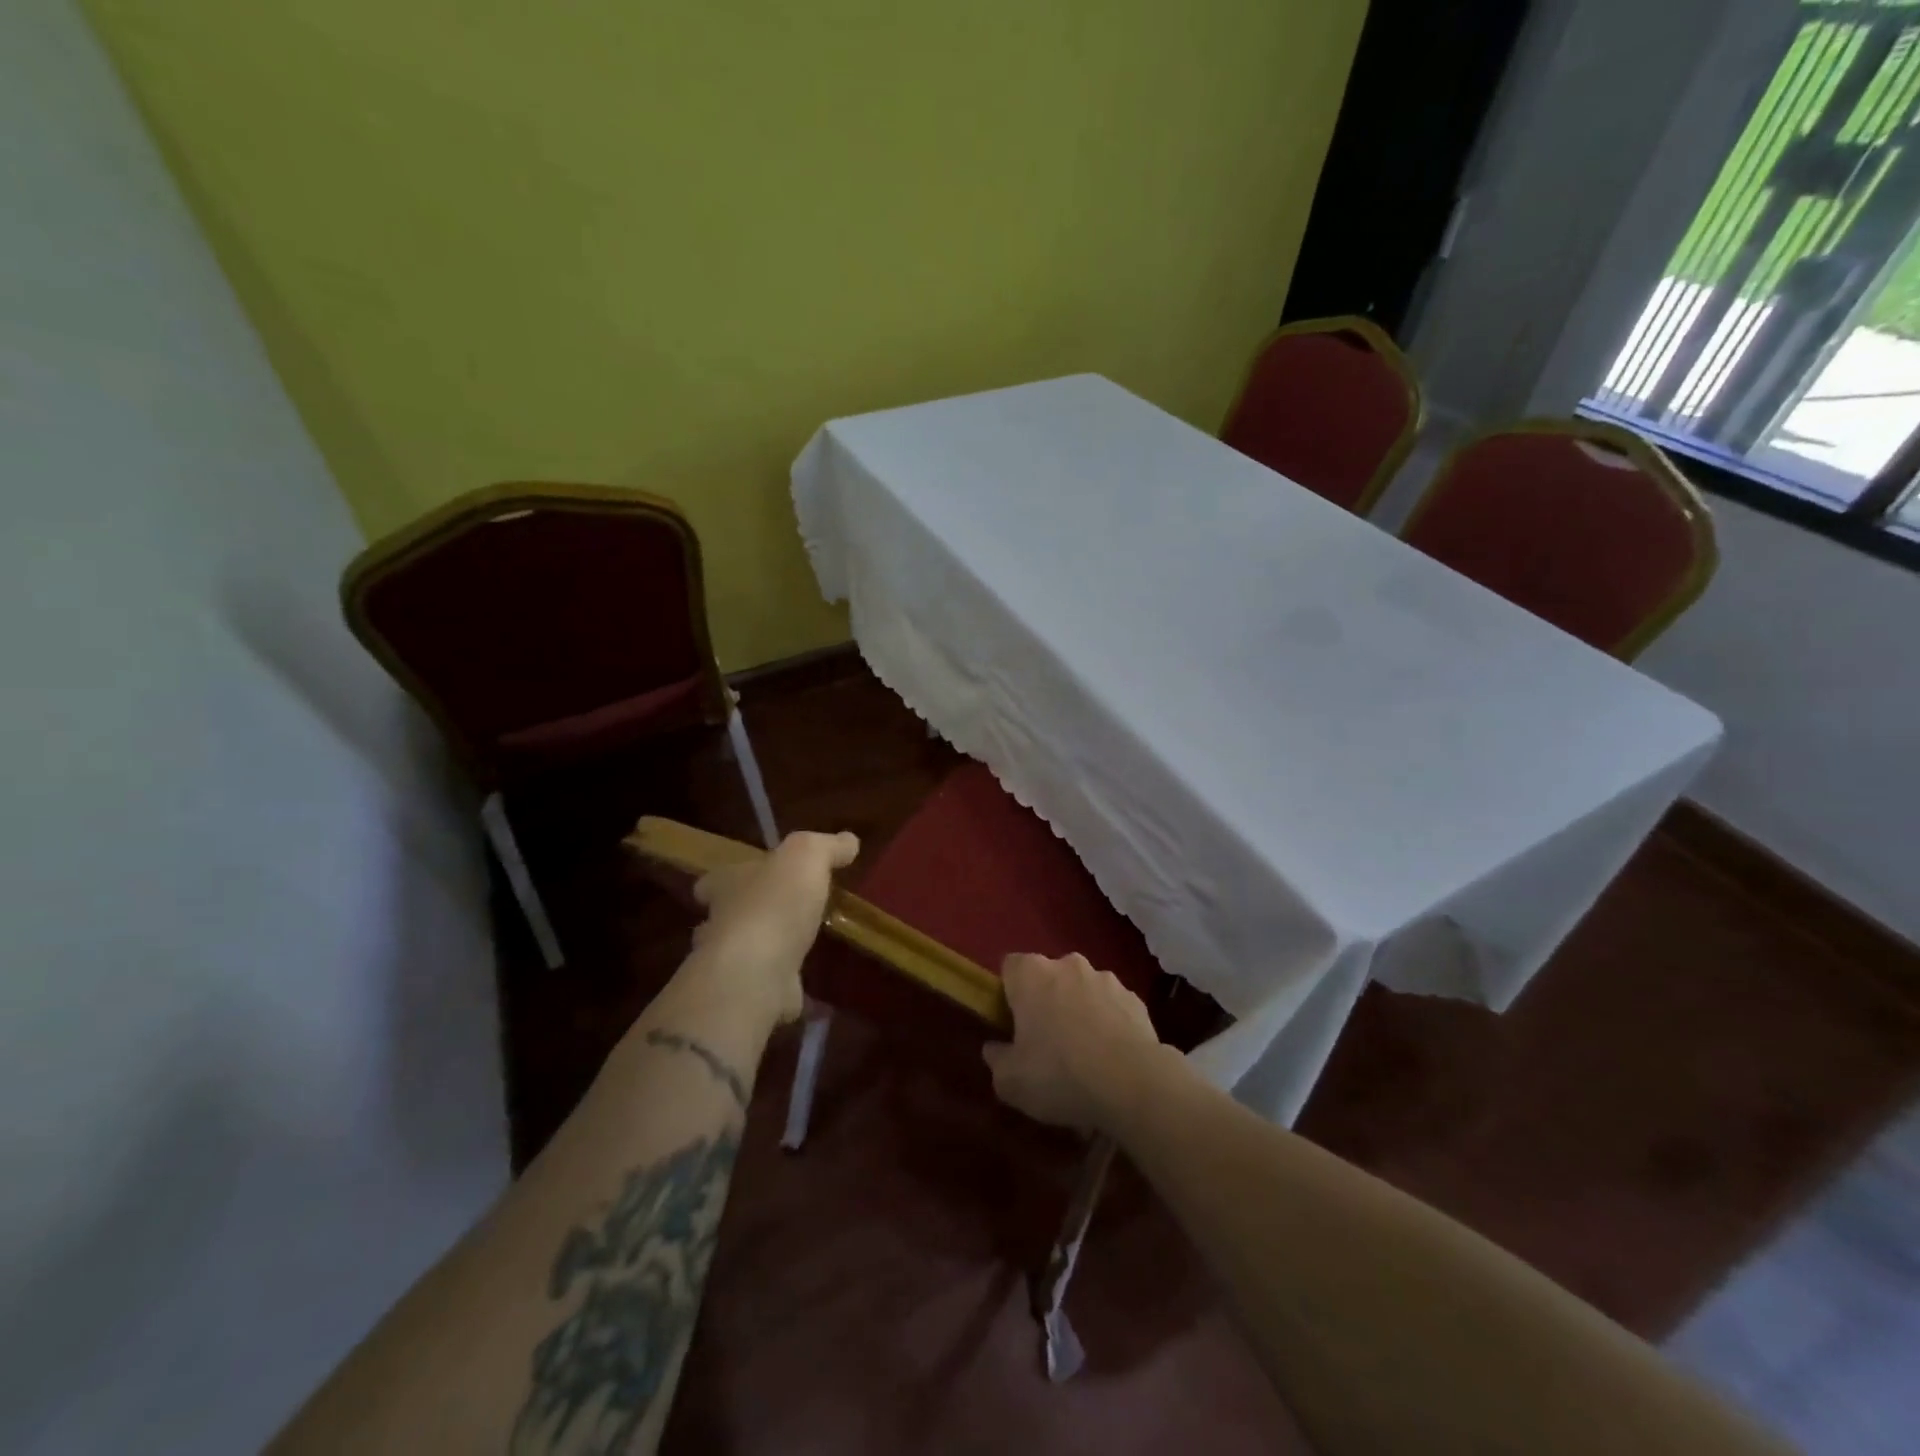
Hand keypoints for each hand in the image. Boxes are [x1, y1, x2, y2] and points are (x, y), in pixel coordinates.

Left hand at [688, 830, 858, 1029]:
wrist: (757, 973)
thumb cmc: (775, 904)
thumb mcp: (806, 857)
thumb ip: (826, 847)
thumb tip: (849, 840)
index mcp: (725, 885)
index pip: (715, 880)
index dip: (730, 877)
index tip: (749, 879)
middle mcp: (718, 923)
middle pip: (726, 916)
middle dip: (748, 914)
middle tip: (782, 912)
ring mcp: (730, 964)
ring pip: (743, 952)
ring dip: (765, 948)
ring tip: (798, 945)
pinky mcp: (748, 995)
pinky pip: (765, 985)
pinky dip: (781, 983)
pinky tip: (805, 981)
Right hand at [982, 953, 1167, 1133]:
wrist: (1133, 1083)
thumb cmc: (1060, 1074)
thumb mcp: (1011, 1081)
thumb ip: (996, 1059)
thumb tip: (994, 1048)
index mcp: (1032, 974)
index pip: (1011, 967)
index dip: (1009, 993)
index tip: (1012, 1023)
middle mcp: (1068, 965)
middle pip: (1048, 976)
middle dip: (1046, 1000)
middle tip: (1046, 1042)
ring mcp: (1105, 978)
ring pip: (1082, 989)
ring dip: (1079, 1010)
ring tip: (1084, 1053)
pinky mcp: (1135, 998)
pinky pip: (1112, 1007)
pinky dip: (1108, 1023)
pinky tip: (1111, 1057)